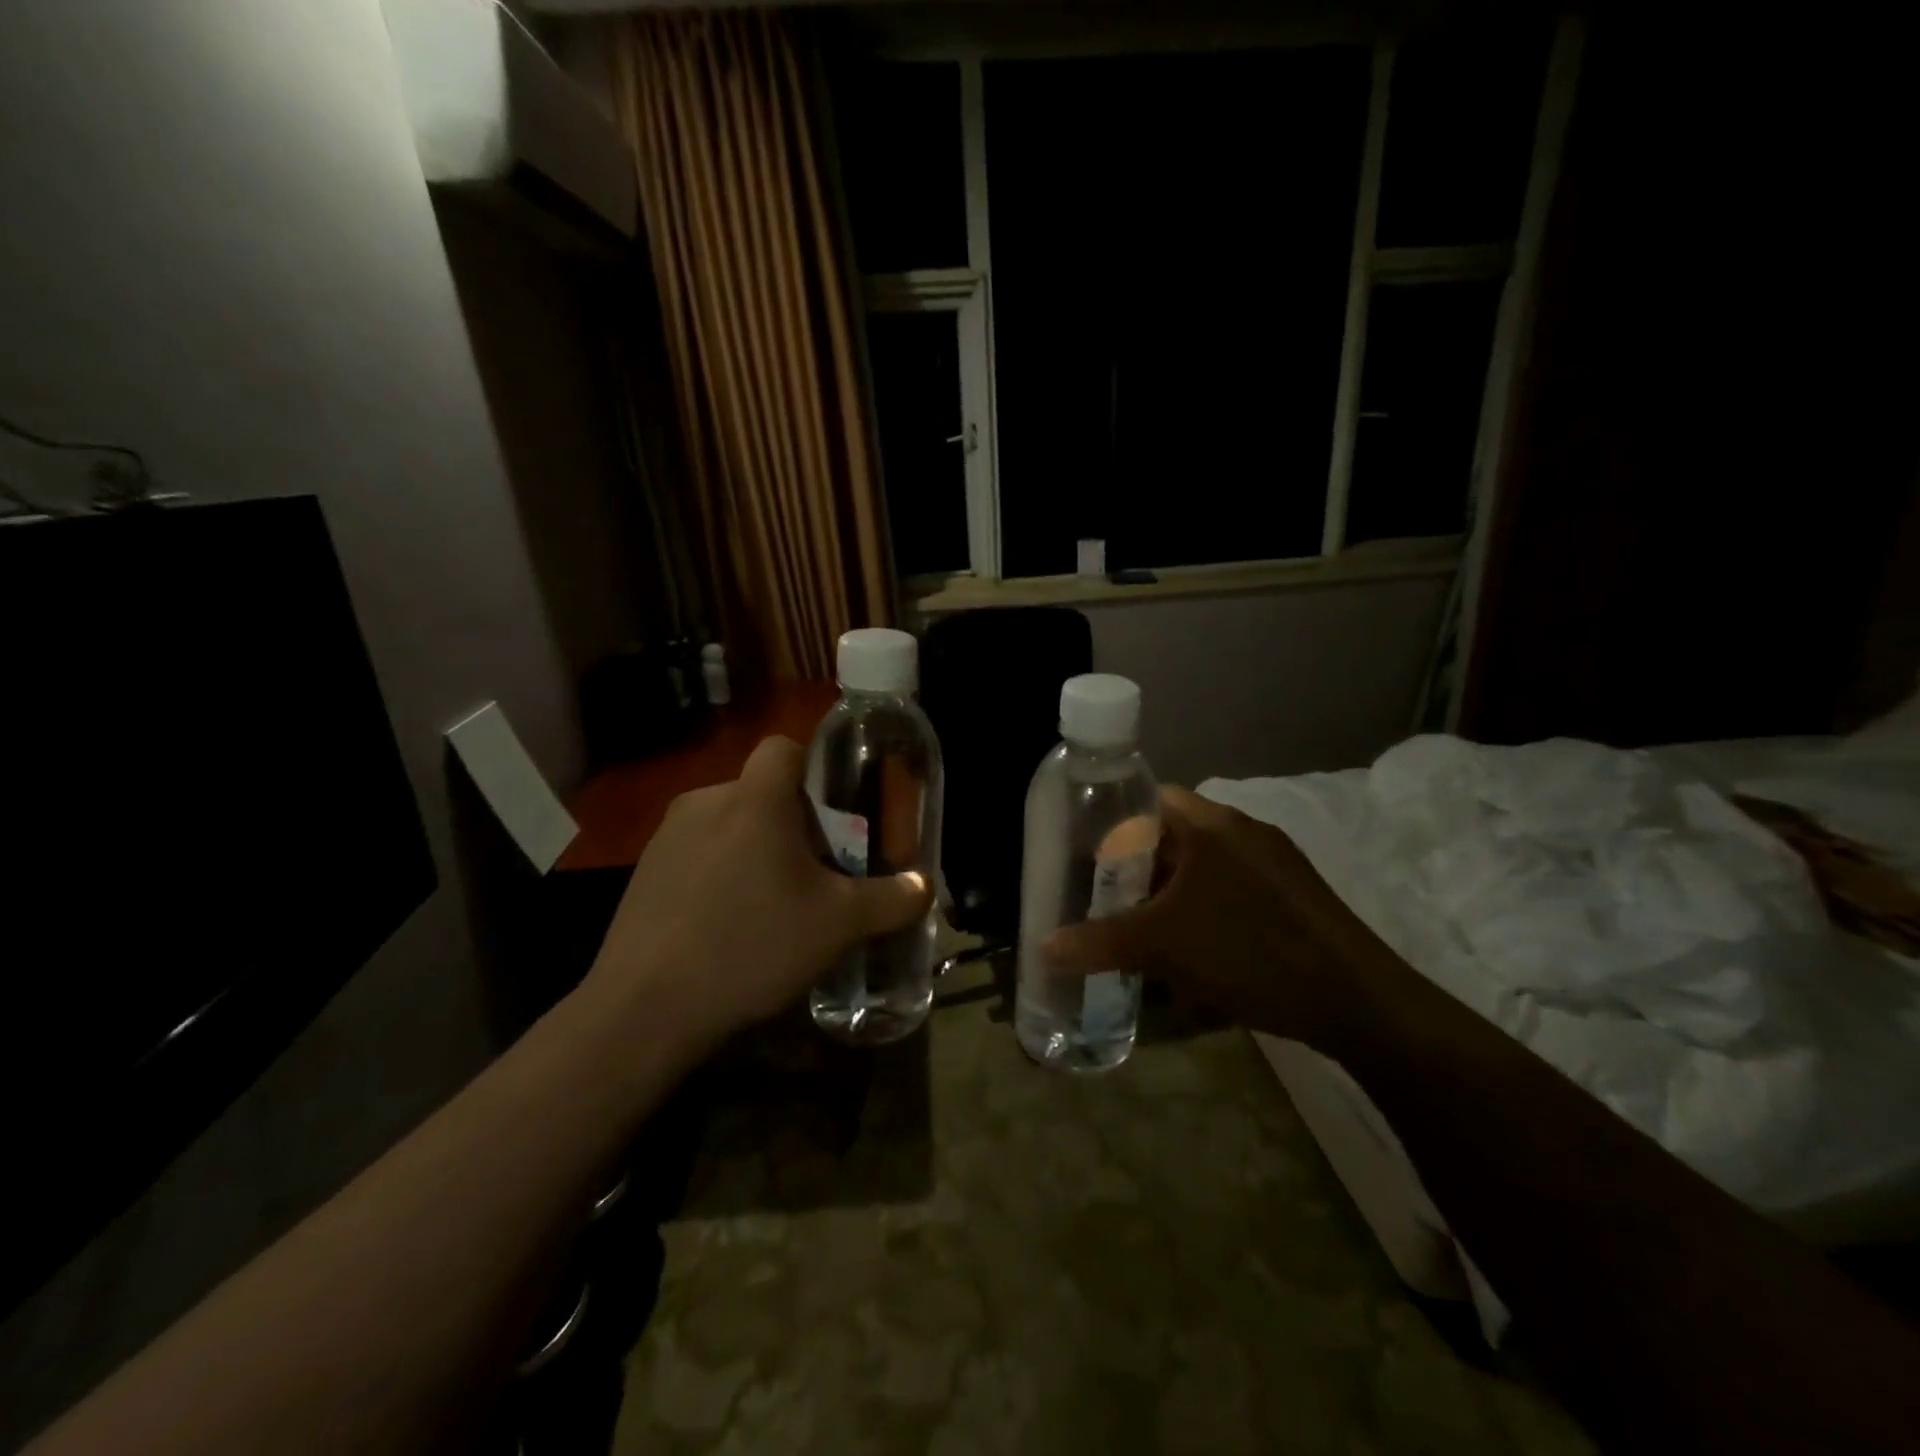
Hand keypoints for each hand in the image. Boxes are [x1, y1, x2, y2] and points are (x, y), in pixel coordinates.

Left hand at [582, 736, 931, 1044]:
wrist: (646, 1008)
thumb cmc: (753, 945)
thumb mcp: (838, 925)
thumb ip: (891, 899)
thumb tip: (923, 885)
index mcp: (755, 799)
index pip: (784, 747)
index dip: (814, 769)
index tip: (834, 813)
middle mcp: (706, 802)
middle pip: (760, 792)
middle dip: (792, 823)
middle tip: (814, 872)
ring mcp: (666, 837)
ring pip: (728, 824)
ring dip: (754, 849)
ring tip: (770, 904)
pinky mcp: (643, 872)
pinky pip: (696, 854)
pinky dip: (718, 874)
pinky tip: (725, 926)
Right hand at [1041, 786, 1395, 1051]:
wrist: (1356, 1001)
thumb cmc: (1247, 951)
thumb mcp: (1161, 947)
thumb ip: (1098, 942)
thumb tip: (1043, 947)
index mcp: (1211, 823)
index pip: (1147, 798)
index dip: (1111, 820)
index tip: (1084, 853)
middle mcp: (1243, 831)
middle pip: (1173, 837)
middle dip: (1137, 869)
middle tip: (1105, 898)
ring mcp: (1274, 864)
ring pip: (1204, 869)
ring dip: (1170, 896)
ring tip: (1142, 931)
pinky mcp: (1294, 897)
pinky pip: (1232, 892)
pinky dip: (1204, 913)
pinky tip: (1193, 955)